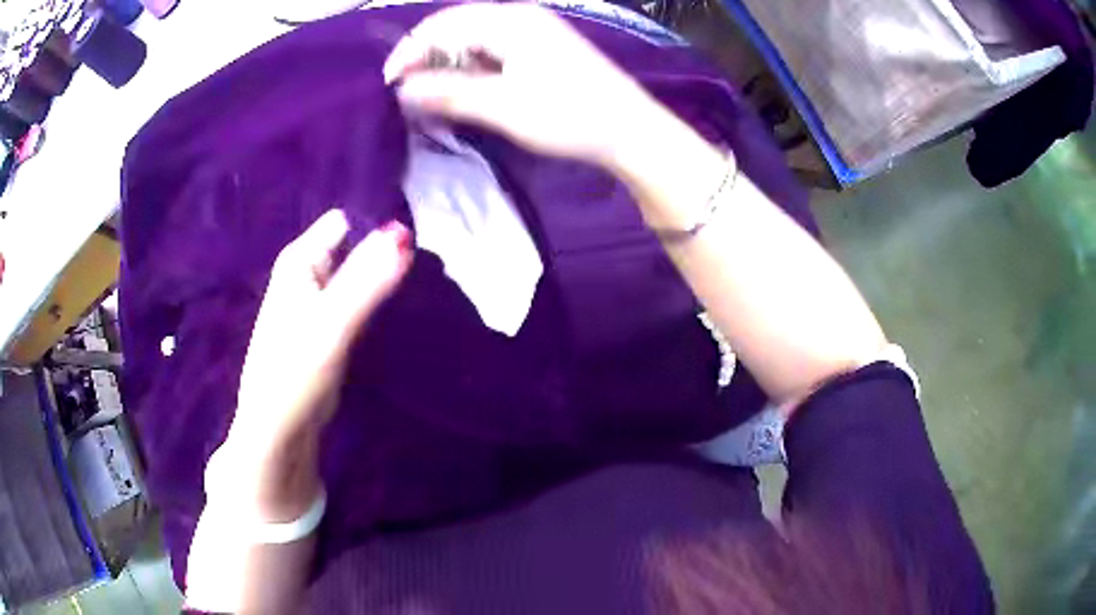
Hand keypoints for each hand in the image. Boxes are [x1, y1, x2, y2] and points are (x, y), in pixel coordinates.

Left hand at [217, 210, 411, 520]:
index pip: (346, 219)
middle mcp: (308, 272)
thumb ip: (366, 280)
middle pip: (355, 244)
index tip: (416, 234)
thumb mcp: (332, 324)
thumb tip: (403, 233)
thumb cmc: (295, 371)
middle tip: (425, 263)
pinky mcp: (330, 326)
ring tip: (420, 281)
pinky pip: (359, 297)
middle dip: (386, 250)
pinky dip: (378, 297)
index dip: (378, 221)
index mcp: (300, 259)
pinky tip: (400, 303)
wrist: (281, 429)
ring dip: (385, 275)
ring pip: (360, 272)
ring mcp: (319, 299)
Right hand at [383, 3, 668, 166]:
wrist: (630, 130)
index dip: (410, 52)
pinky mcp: (543, 47)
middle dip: (427, 56)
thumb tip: (404, 90)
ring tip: (430, 92)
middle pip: (457, 26)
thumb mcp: (502, 107)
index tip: (389, 84)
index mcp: (509, 20)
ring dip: (449, 62)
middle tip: (407, 90)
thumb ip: (449, 94)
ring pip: (474, 38)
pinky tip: (465, 86)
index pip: (442, 25)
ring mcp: (534, 29)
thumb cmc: (569, 116)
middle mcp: (520, 15)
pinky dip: (472, 66)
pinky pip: (494, 48)